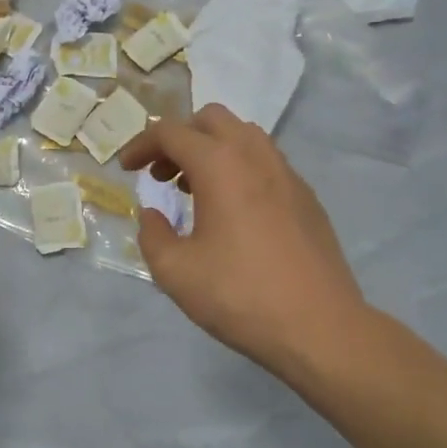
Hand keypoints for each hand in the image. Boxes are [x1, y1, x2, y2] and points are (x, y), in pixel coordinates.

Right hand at [119, 104, 368, 373]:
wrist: (320, 328)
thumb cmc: (240, 295)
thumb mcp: (175, 272)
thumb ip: (152, 234)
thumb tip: (153, 215)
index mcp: (220, 165)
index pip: (171, 133)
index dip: (141, 145)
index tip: (126, 169)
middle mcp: (256, 156)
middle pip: (211, 120)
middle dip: (180, 138)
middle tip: (162, 174)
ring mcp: (288, 174)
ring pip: (244, 136)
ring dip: (212, 150)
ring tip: (195, 190)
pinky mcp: (307, 197)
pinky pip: (266, 162)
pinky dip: (239, 169)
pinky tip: (233, 212)